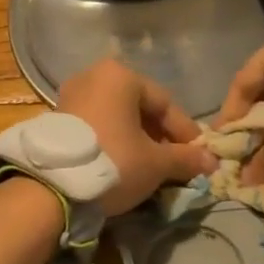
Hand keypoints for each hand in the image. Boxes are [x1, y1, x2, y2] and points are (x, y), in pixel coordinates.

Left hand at [56, 60, 216, 214]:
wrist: (51, 188)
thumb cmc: (113, 162)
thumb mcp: (156, 163)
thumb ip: (186, 158)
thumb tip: (212, 161)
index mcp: (120, 76)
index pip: (165, 103)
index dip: (185, 132)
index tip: (199, 156)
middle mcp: (93, 76)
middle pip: (139, 108)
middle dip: (160, 137)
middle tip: (175, 164)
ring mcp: (71, 96)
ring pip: (117, 118)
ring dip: (137, 141)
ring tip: (150, 168)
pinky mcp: (56, 119)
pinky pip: (97, 125)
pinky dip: (114, 142)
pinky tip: (123, 166)